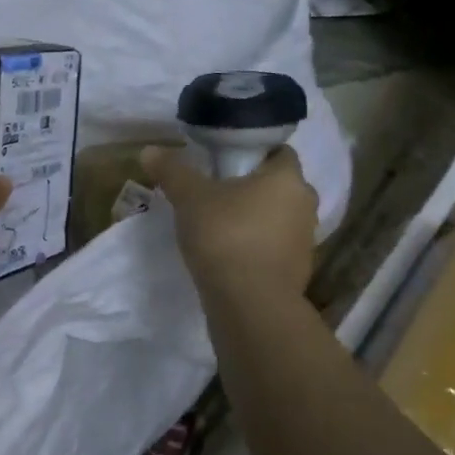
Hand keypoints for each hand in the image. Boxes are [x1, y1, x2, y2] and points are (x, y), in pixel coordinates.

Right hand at [142, 144, 317, 305]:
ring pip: (277, 218)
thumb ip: (172, 171)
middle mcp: (305, 204)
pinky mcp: (298, 271)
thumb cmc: (225, 236)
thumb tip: (149, 150)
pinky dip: (256, 247)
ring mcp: (305, 240)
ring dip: (254, 219)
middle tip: (215, 193)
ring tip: (219, 226)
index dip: (252, 153)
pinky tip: (229, 255)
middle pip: (277, 186)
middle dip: (251, 188)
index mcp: (288, 178)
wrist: (250, 304)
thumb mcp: (190, 198)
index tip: (223, 162)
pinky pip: (274, 247)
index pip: (278, 151)